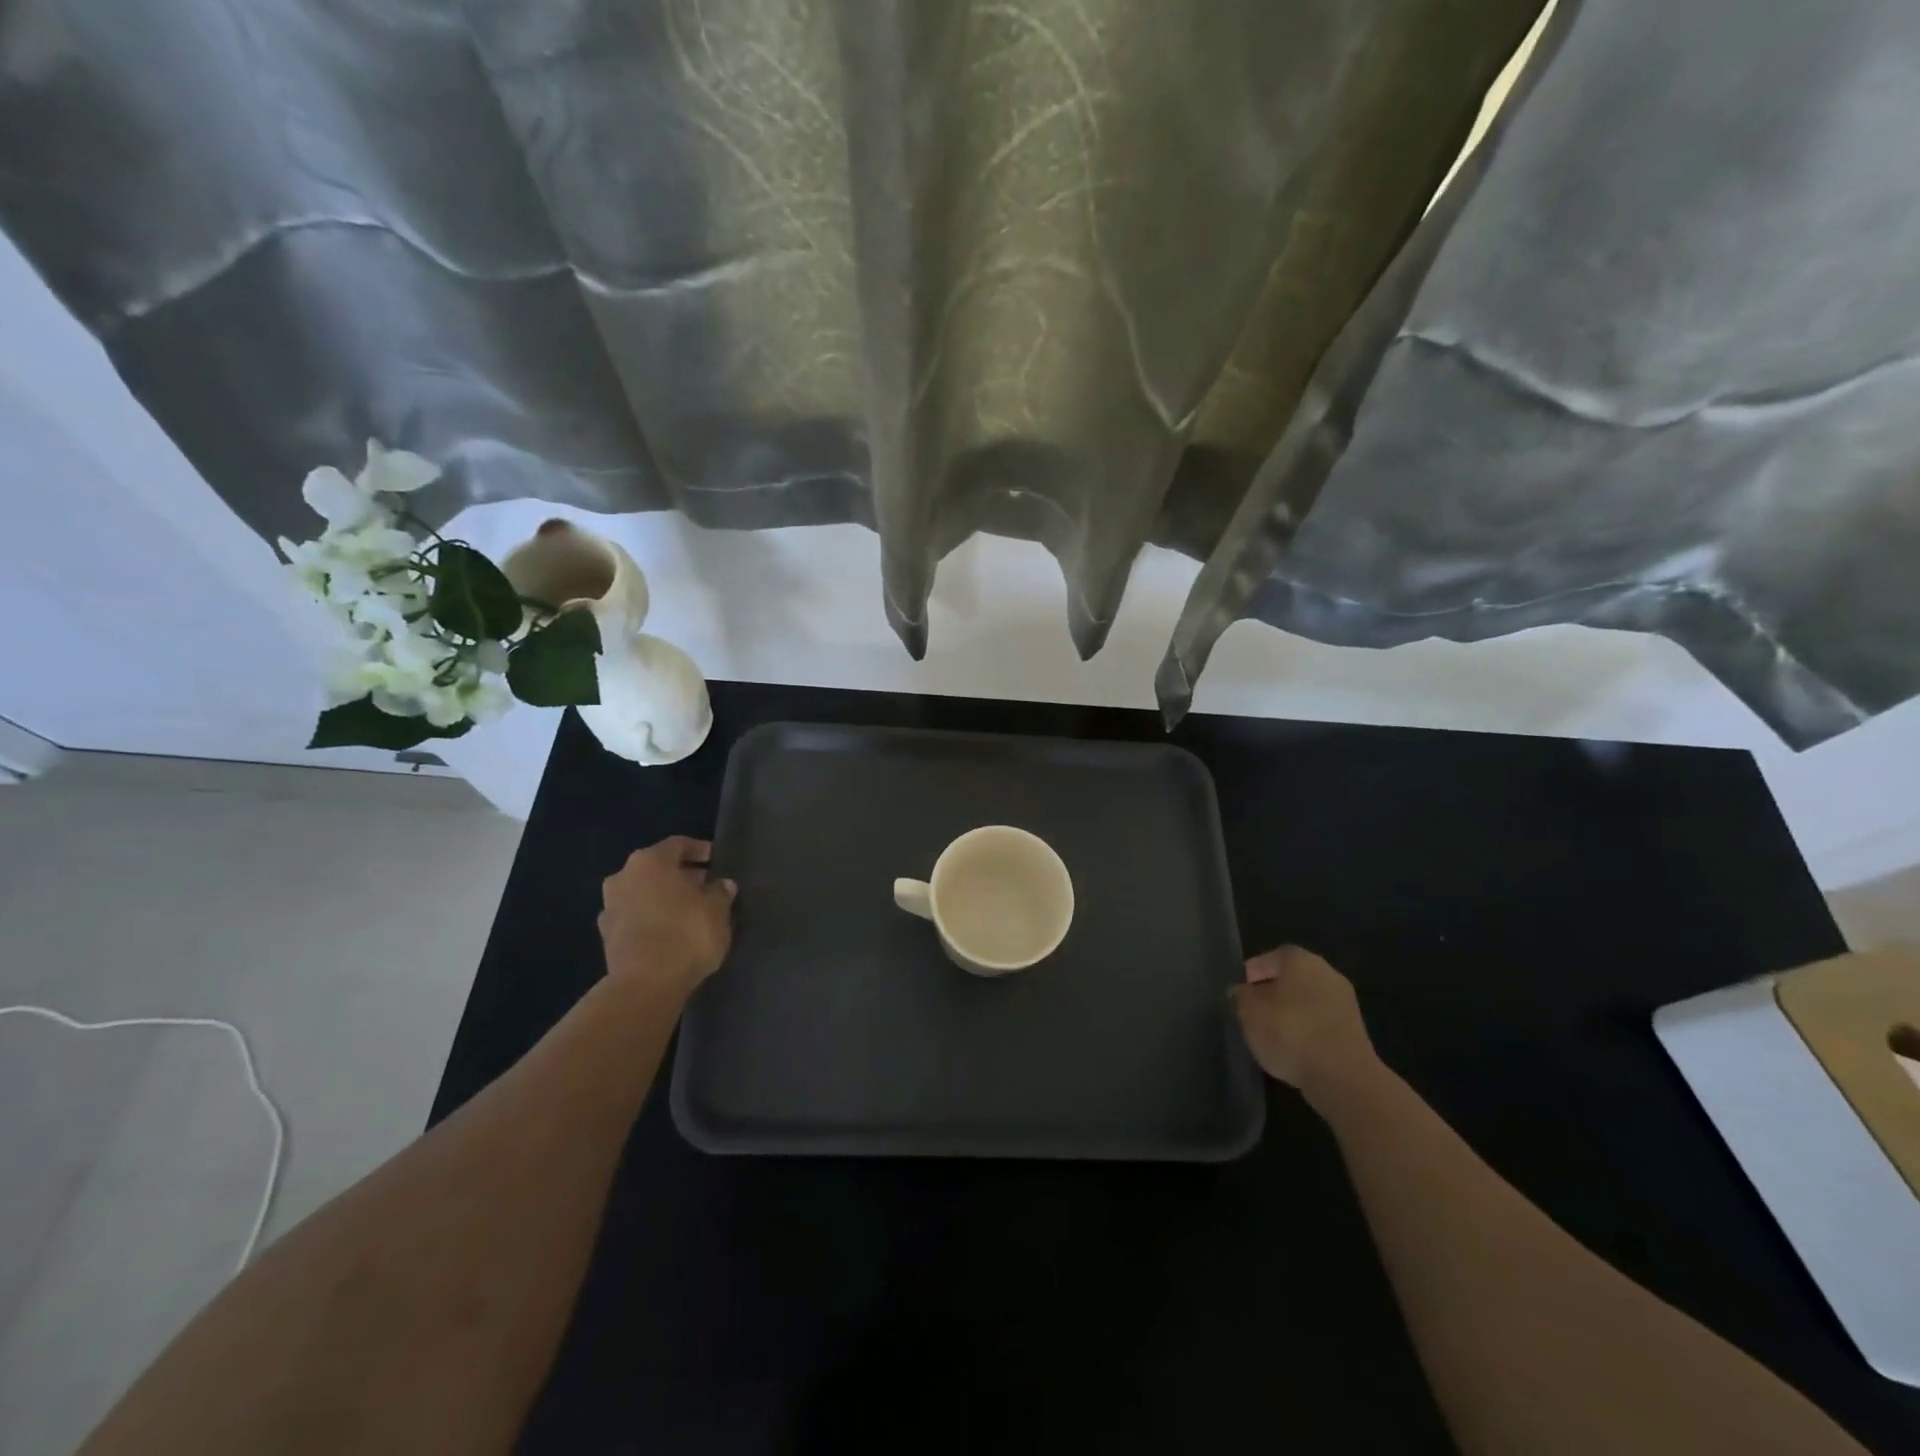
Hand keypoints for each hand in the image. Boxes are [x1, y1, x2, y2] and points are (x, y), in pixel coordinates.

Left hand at [598, 836, 736, 994]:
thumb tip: (722, 885)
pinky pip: (635, 917)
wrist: (646, 985)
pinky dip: (651, 919)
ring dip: (663, 898)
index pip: (678, 845)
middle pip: (657, 869)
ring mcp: (610, 907)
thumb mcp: (717, 910)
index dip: (700, 850)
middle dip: (681, 876)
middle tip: (705, 887)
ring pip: (643, 893)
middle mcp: (624, 877)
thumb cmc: (686, 934)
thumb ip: (720, 892)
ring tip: (689, 912)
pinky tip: (670, 932)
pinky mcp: (606, 937)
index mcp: (650, 861)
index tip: (716, 860)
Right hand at [1231, 946, 1380, 1113]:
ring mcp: (1345, 1004)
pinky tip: (1293, 1049)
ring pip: (1309, 1001)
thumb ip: (1240, 997)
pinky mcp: (1355, 1034)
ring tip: (1270, 1032)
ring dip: (1291, 1012)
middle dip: (1273, 991)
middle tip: (1253, 1009)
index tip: (1242, 987)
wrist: (1343, 1078)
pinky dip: (1307, 1031)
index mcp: (1302, 961)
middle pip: (1294, 978)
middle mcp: (1327, 974)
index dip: (1256, 970)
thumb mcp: (1248, 1012)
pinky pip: (1322, 1023)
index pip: (1274, 956)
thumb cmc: (1290, 1032)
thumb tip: (1240, 992)